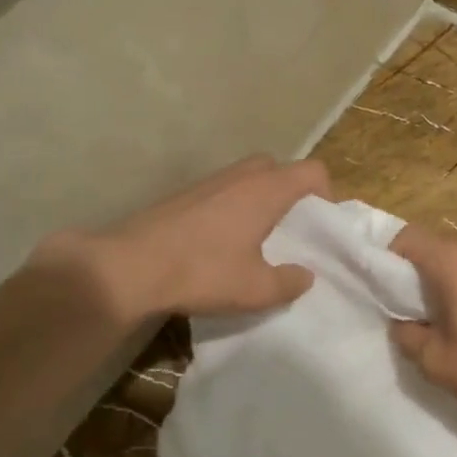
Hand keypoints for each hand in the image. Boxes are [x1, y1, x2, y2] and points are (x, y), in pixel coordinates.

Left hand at [40, 156, 329, 321]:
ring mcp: (210, 181)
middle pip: (280, 168)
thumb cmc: (202, 272)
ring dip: (262, 199)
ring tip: (259, 238)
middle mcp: (241, 175)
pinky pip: (225, 189)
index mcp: (266, 190)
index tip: (320, 227)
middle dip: (292, 193)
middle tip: (291, 229)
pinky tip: (223, 242)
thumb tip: (305, 275)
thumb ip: (289, 282)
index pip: (313, 171)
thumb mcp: (256, 289)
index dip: (326, 194)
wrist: (130, 266)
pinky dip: (236, 205)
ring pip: (249, 177)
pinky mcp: (186, 193)